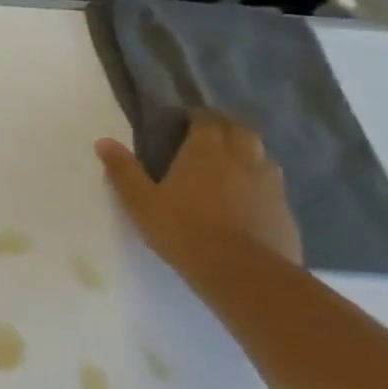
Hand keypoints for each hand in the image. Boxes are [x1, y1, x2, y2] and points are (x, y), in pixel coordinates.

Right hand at [96, 110, 303, 273]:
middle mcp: (242, 160)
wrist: (243, 272)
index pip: (207, 121)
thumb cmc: (183, 229)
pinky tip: (247, 196)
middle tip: (208, 133)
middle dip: (226, 126)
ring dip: (247, 151)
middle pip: (241, 131)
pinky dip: (259, 181)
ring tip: (229, 162)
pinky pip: (272, 184)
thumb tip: (103, 141)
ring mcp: (269, 185)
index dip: (197, 116)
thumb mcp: (140, 201)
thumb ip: (123, 170)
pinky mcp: (284, 209)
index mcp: (206, 152)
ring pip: (262, 155)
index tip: (185, 119)